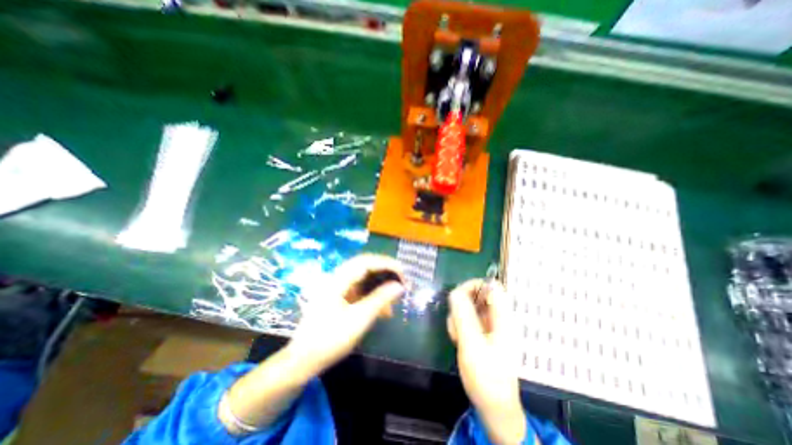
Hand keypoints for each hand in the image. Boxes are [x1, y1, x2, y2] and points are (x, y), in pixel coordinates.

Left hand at [289, 256, 404, 376]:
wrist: (303, 360)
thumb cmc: (330, 339)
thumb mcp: (359, 319)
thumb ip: (380, 299)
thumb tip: (400, 286)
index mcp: (338, 280)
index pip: (366, 262)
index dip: (386, 263)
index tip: (403, 272)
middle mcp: (338, 278)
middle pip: (366, 266)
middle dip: (385, 272)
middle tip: (402, 281)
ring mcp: (338, 287)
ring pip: (364, 278)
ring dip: (380, 285)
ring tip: (394, 300)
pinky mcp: (340, 296)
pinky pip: (360, 290)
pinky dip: (373, 296)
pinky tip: (383, 310)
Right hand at [445, 279, 524, 443]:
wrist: (494, 407)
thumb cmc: (486, 377)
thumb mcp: (471, 345)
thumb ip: (463, 316)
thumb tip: (454, 291)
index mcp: (503, 318)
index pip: (492, 287)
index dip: (474, 285)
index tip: (457, 295)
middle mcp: (498, 318)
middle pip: (478, 296)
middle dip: (462, 305)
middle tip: (455, 321)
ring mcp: (490, 326)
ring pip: (470, 308)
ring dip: (459, 317)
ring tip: (457, 336)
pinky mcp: (483, 333)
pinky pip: (468, 319)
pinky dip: (460, 326)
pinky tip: (458, 340)